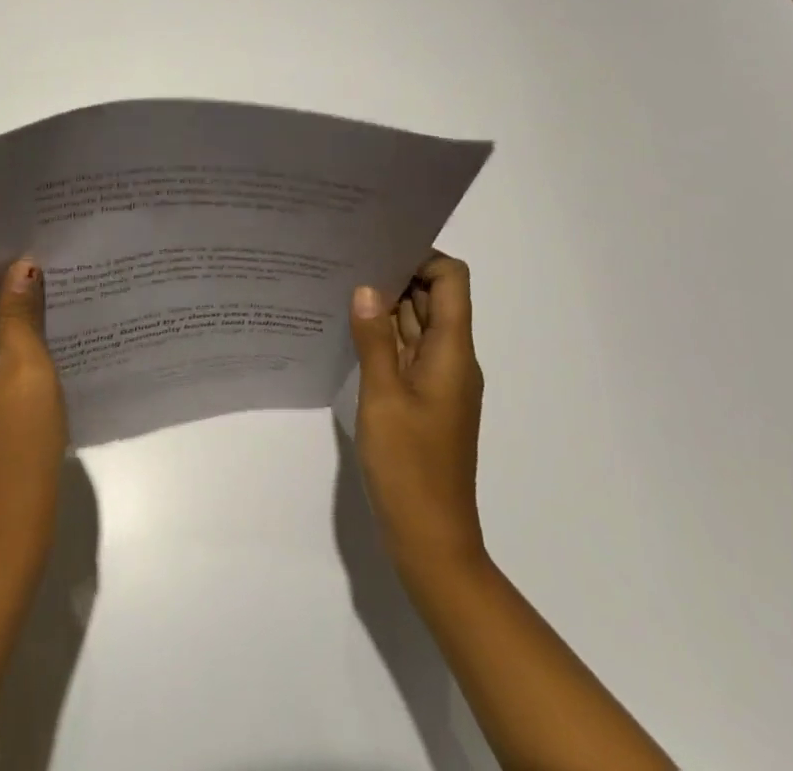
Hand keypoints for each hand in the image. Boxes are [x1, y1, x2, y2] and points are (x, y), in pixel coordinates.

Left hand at [0, 244, 66, 561]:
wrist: (9, 524)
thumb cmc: (20, 441)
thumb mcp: (27, 365)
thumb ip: (20, 307)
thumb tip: (22, 262)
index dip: (2, 253)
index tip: (44, 246)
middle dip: (8, 279)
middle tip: (57, 267)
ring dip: (9, 307)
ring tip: (56, 294)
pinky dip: (5, 334)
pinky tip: (40, 331)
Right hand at [350, 252, 485, 571]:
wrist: (431, 541)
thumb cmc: (410, 467)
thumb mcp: (384, 398)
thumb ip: (375, 340)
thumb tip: (367, 287)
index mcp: (453, 352)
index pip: (451, 280)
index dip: (421, 258)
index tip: (378, 251)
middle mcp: (451, 359)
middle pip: (433, 298)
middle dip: (396, 275)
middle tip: (347, 260)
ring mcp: (437, 381)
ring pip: (417, 324)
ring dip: (386, 306)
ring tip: (340, 286)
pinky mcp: (423, 399)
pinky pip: (406, 351)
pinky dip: (383, 336)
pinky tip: (348, 331)